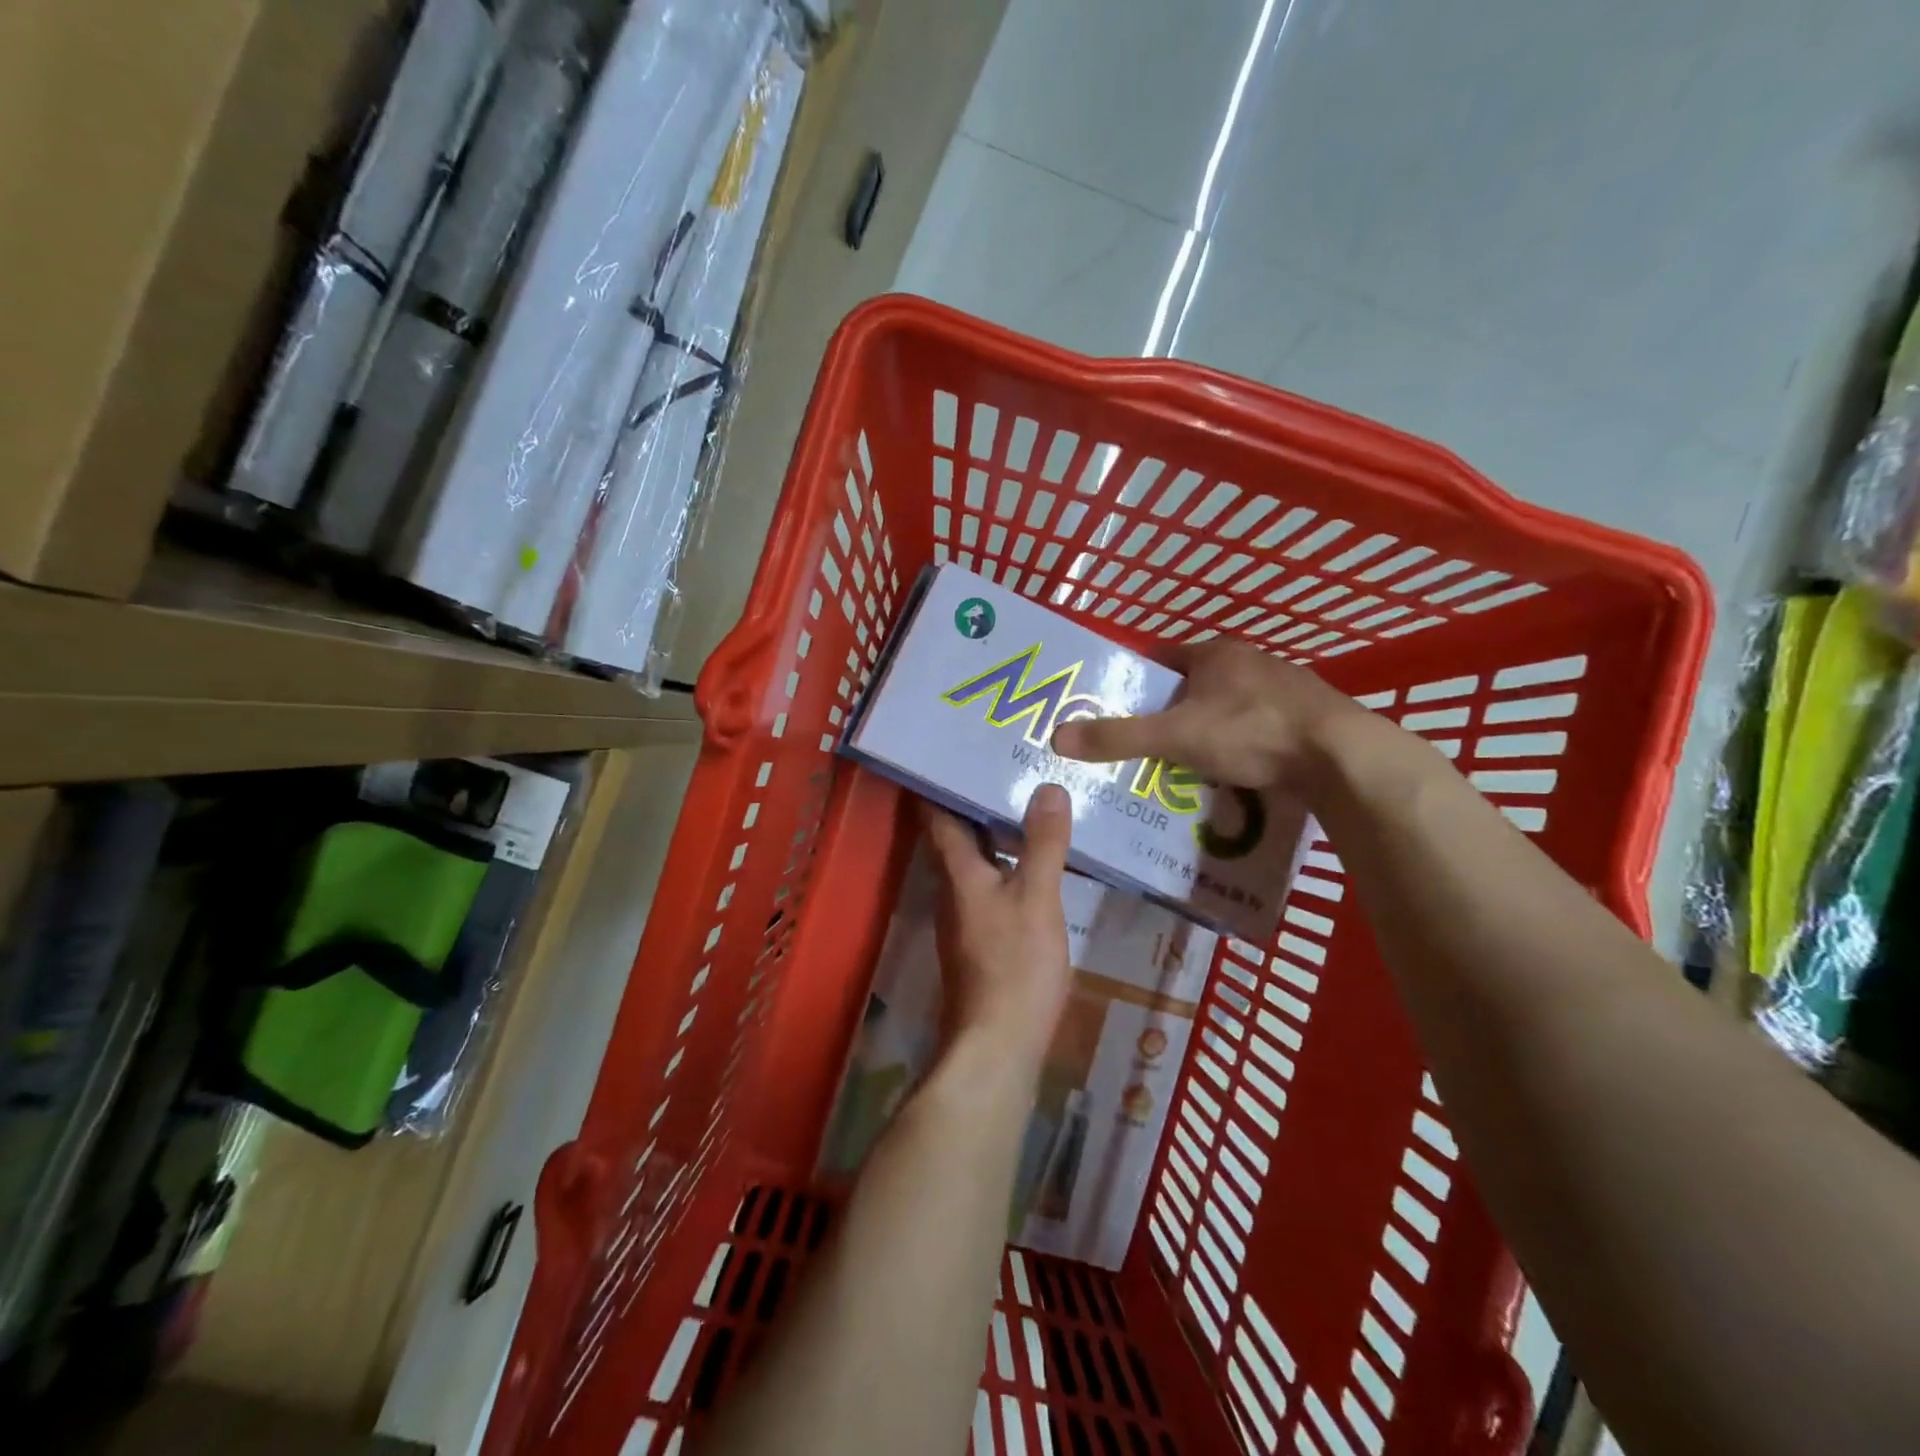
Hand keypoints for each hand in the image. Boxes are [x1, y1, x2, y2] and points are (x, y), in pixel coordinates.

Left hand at [921, 785, 1073, 1071]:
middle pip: (957, 833)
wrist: (997, 1046)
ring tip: (1030, 801)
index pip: (937, 813)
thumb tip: (1048, 786)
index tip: (955, 747)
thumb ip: (1043, 844)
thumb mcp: (1037, 899)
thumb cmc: (1014, 967)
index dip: (939, 780)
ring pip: (976, 860)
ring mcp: (965, 916)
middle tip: (1010, 764)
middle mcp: (952, 887)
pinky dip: (1008, 863)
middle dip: (977, 799)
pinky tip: (1036, 861)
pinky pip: (991, 884)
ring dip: (995, 831)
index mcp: (957, 870)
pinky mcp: (981, 939)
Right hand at [1050, 639, 1363, 790]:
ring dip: (1205, 728)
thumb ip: (1118, 737)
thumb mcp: (1175, 735)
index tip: (1116, 706)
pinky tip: (1230, 770)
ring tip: (1181, 762)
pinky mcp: (1304, 718)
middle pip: (1193, 684)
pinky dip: (1238, 744)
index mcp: (1215, 653)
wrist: (1341, 756)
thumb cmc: (1251, 732)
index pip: (1162, 657)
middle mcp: (1249, 661)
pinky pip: (1255, 728)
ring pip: (1226, 707)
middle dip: (1169, 710)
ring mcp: (1282, 688)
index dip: (1137, 680)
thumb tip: (1057, 737)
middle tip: (1143, 742)